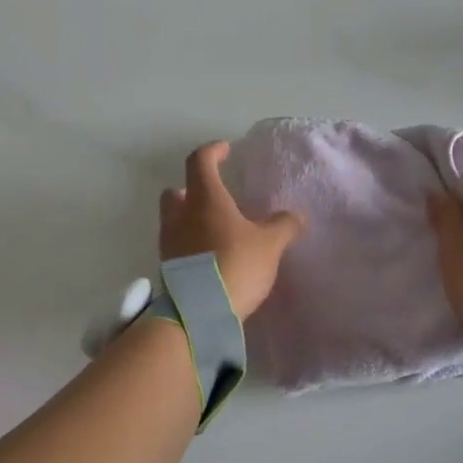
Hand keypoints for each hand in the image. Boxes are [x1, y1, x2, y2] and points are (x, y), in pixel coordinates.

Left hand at [160, 142, 304, 320]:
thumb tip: (296, 216)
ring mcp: (169, 243)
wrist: (199, 312)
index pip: (200, 161)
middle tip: (213, 195)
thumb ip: (283, 226)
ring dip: (189, 218)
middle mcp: (180, 215)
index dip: (213, 151)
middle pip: (176, 191)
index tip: (225, 150)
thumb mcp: (270, 245)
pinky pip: (176, 246)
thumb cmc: (235, 265)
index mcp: (204, 198)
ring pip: (173, 219)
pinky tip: (209, 257)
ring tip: (215, 230)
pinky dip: (189, 244)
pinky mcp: (166, 268)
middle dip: (191, 189)